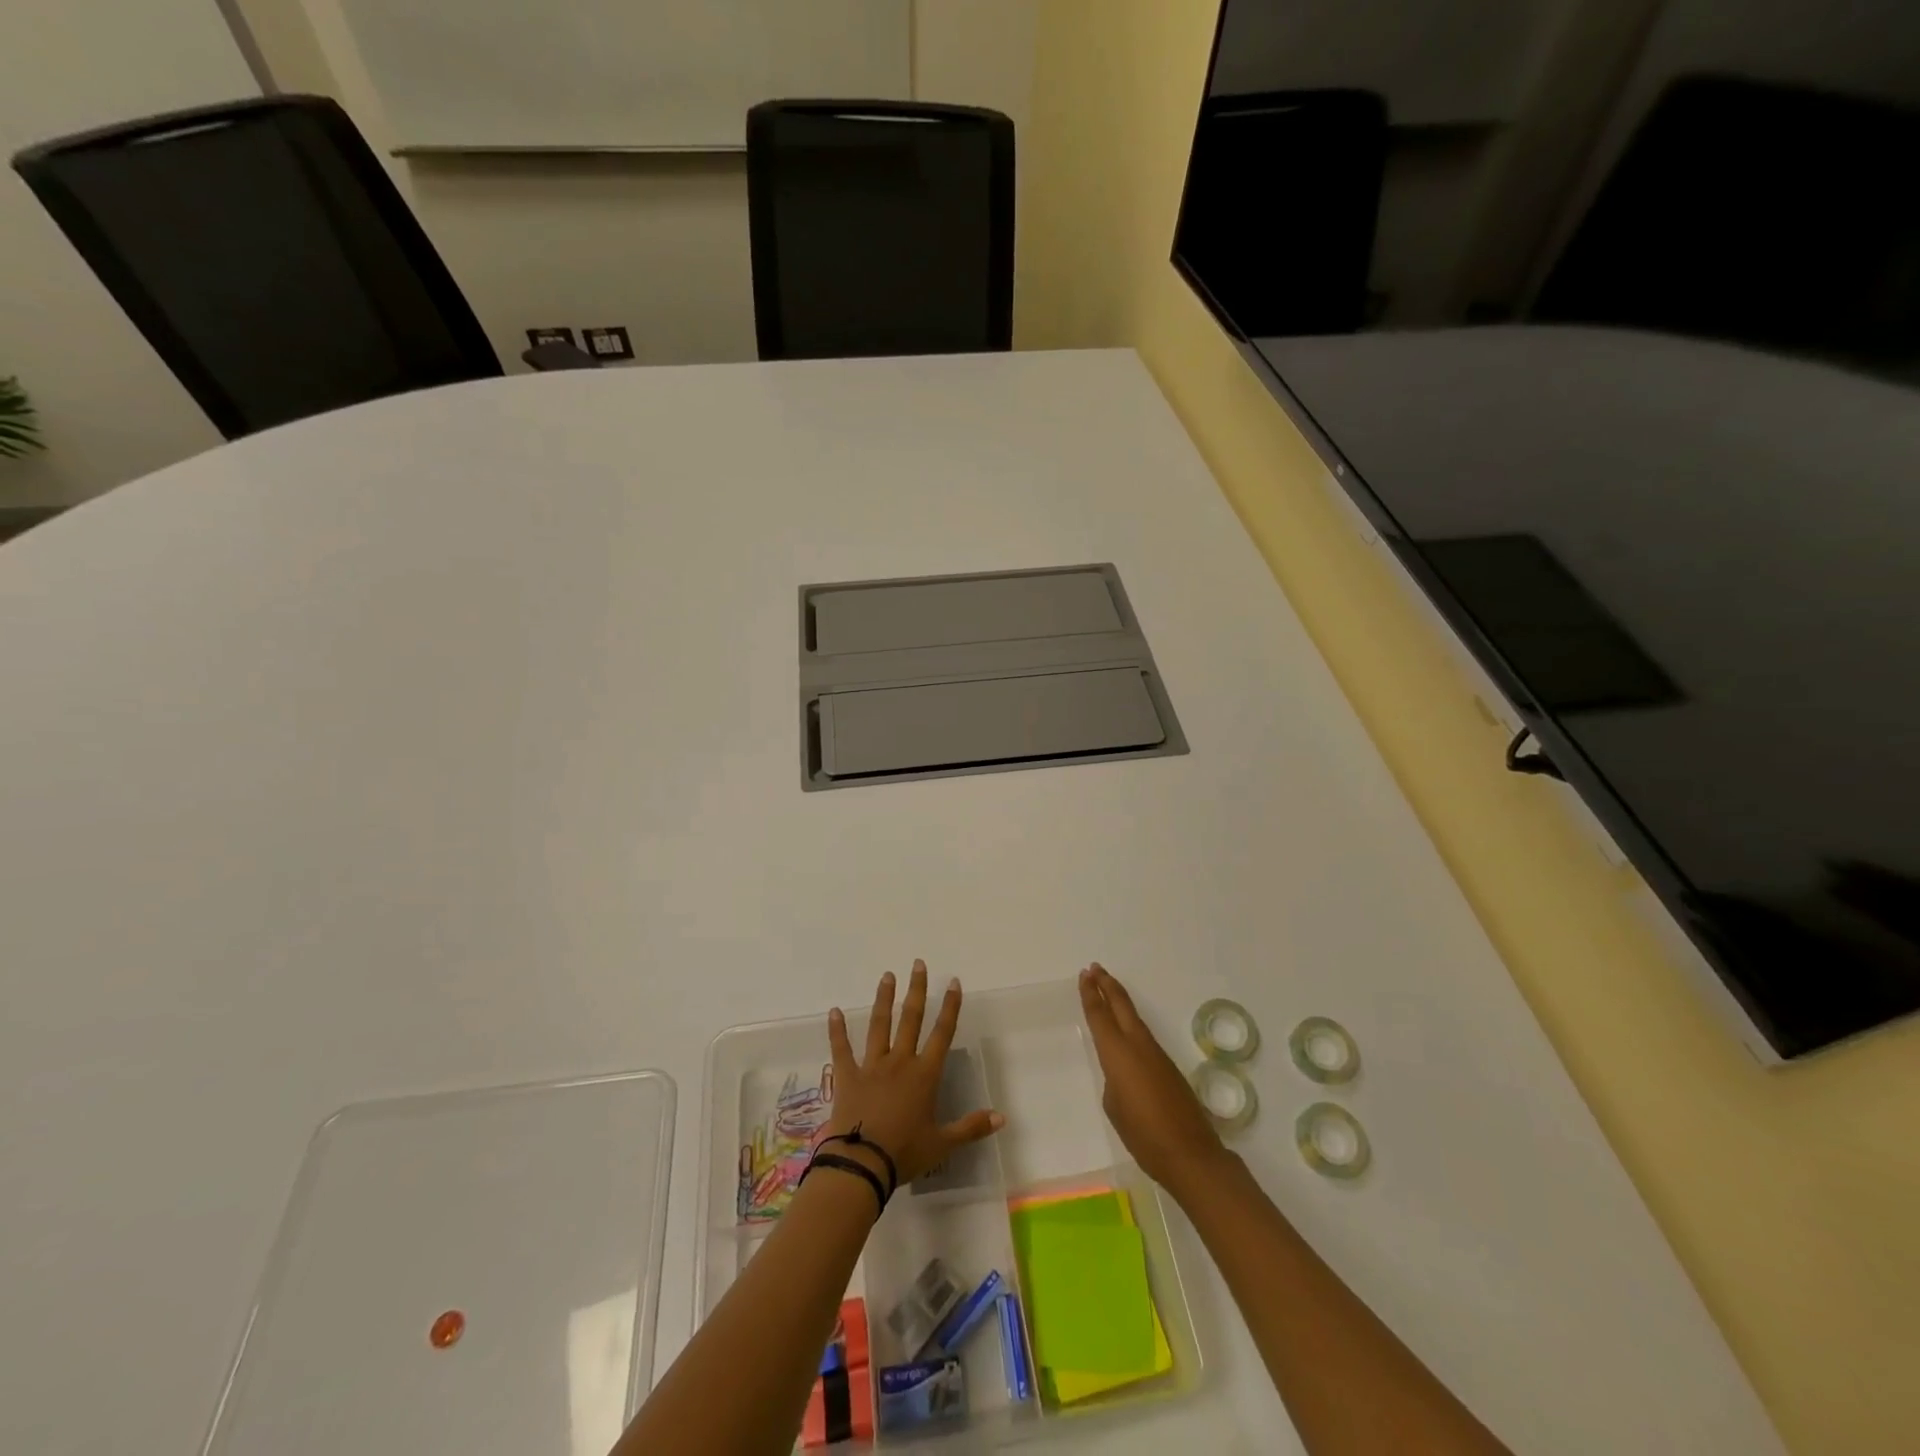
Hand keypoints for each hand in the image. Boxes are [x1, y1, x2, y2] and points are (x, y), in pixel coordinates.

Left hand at [825, 960, 1004, 1187]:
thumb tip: (1001, 1117)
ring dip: (884, 999)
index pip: (942, 1034)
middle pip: (911, 1019)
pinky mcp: (848, 1077)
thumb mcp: (943, 1144)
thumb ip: (971, 1128)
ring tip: (887, 976)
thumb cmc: (905, 1153)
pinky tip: (833, 1011)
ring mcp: (872, 1066)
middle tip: (917, 964)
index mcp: (924, 1075)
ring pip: (879, 1025)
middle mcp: (900, 1062)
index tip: (952, 982)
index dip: (950, 1007)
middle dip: (916, 990)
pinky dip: (837, 1030)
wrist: (862, 1164)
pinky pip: (841, 1049)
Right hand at [1079, 963, 1227, 1192]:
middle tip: (1094, 968)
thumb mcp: (1114, 1106)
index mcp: (1118, 1052)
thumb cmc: (1143, 1134)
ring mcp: (1156, 1054)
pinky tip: (1125, 1028)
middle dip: (1107, 984)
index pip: (1100, 1014)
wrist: (1190, 1153)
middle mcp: (1138, 1045)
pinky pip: (1143, 1035)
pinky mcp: (1168, 1066)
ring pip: (1134, 1017)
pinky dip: (1130, 1021)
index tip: (1085, 974)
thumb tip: (1122, 1073)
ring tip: (1106, 988)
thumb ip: (1113, 1081)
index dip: (1091, 993)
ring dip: (1119, 1000)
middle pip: (1121, 1005)